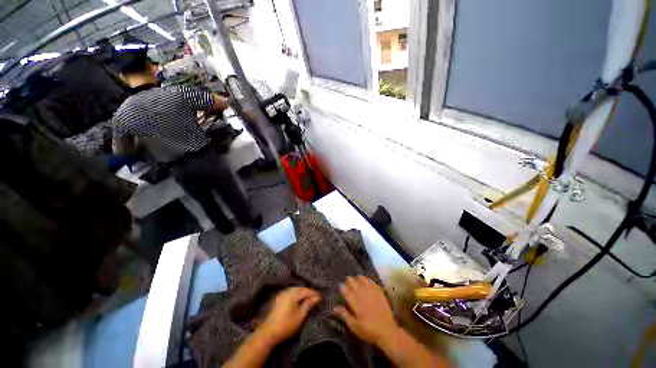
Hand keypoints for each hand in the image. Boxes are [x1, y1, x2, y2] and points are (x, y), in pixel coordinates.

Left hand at [258, 287, 320, 343]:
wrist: (268, 333)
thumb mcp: (300, 316)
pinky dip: (296, 294)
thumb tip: (317, 297)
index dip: (314, 294)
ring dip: (302, 293)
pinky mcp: (279, 299)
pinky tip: (299, 299)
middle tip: (315, 298)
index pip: (306, 291)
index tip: (321, 298)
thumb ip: (309, 304)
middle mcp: (287, 291)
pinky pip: (290, 293)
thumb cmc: (287, 325)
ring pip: (295, 290)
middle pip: (300, 288)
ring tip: (309, 298)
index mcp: (293, 294)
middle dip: (308, 292)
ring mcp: (282, 294)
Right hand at [334, 276, 399, 344]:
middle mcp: (362, 295)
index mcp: (355, 303)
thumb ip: (345, 315)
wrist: (387, 331)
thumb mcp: (354, 326)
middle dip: (349, 280)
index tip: (340, 285)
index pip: (346, 291)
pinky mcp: (379, 292)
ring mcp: (371, 292)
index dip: (342, 287)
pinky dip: (368, 280)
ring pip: (363, 280)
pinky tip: (367, 280)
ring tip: (356, 278)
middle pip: (353, 283)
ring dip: (358, 278)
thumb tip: (334, 307)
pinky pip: (372, 282)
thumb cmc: (369, 330)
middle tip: (347, 280)